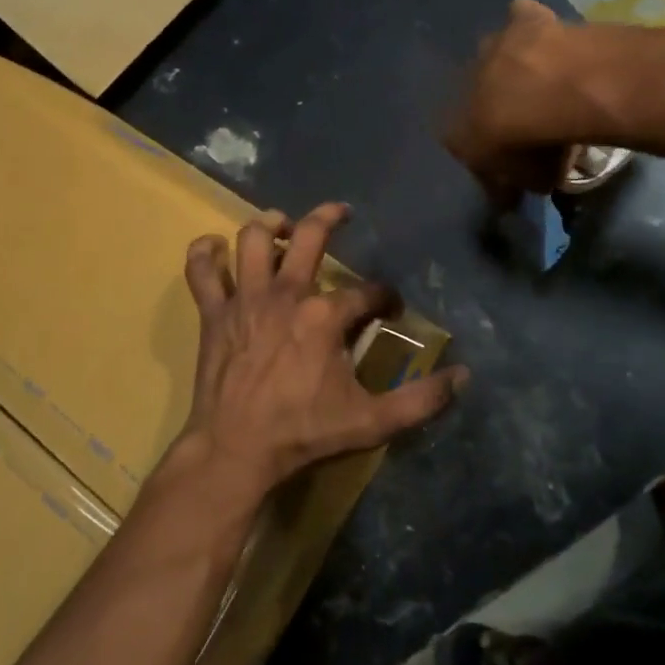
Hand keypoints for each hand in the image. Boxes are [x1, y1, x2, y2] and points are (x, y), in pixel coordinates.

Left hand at [180, 202, 466, 494]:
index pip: (367, 292)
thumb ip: (420, 400)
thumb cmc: (303, 432)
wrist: (234, 450)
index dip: (384, 297)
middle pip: (310, 237)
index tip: (389, 309)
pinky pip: (202, 271)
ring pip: (253, 239)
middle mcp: (286, 294)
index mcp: (325, 316)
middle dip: (330, 218)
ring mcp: (246, 300)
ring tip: (282, 225)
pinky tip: (214, 247)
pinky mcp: (214, 314)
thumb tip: (462, 377)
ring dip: (269, 225)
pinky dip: (205, 253)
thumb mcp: (371, 422)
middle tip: (342, 214)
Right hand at [444, 0, 605, 204]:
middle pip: (476, 96)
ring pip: (493, 55)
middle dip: (494, 104)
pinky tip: (548, 39)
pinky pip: (520, 19)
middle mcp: (465, 83)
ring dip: (510, 66)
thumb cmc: (536, 145)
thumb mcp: (529, 180)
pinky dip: (529, 25)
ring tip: (541, 80)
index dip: (485, 153)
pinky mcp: (523, 20)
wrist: (557, 91)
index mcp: (456, 127)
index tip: (505, 161)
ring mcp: (493, 47)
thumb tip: (511, 195)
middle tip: (524, 117)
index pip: (461, 145)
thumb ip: (517, 184)